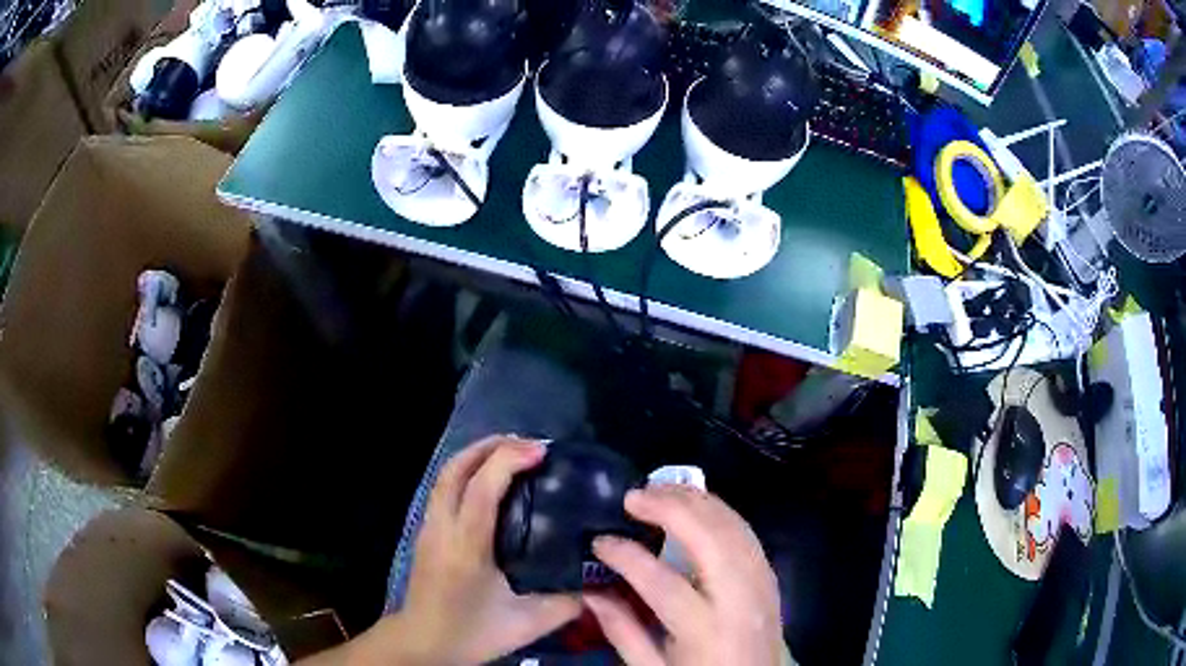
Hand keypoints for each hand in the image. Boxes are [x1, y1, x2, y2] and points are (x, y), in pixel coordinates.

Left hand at [300, 436, 579, 664]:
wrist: (423, 643)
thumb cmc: (471, 632)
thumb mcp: (526, 624)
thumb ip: (566, 604)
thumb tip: (597, 583)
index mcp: (467, 546)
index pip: (482, 487)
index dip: (510, 460)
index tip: (542, 451)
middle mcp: (443, 527)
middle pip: (456, 468)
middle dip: (490, 446)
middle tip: (528, 444)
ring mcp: (429, 527)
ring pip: (445, 475)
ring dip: (476, 455)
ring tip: (510, 454)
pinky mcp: (426, 532)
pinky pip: (444, 488)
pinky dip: (466, 471)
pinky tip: (488, 483)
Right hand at [584, 486, 784, 665]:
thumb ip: (622, 631)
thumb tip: (588, 591)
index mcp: (705, 630)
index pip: (663, 582)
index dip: (627, 556)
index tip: (600, 541)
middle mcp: (739, 599)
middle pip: (709, 539)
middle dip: (670, 508)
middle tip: (633, 496)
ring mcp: (761, 583)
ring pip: (732, 527)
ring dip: (697, 501)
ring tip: (660, 489)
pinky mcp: (769, 576)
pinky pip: (746, 532)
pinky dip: (720, 511)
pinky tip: (696, 504)